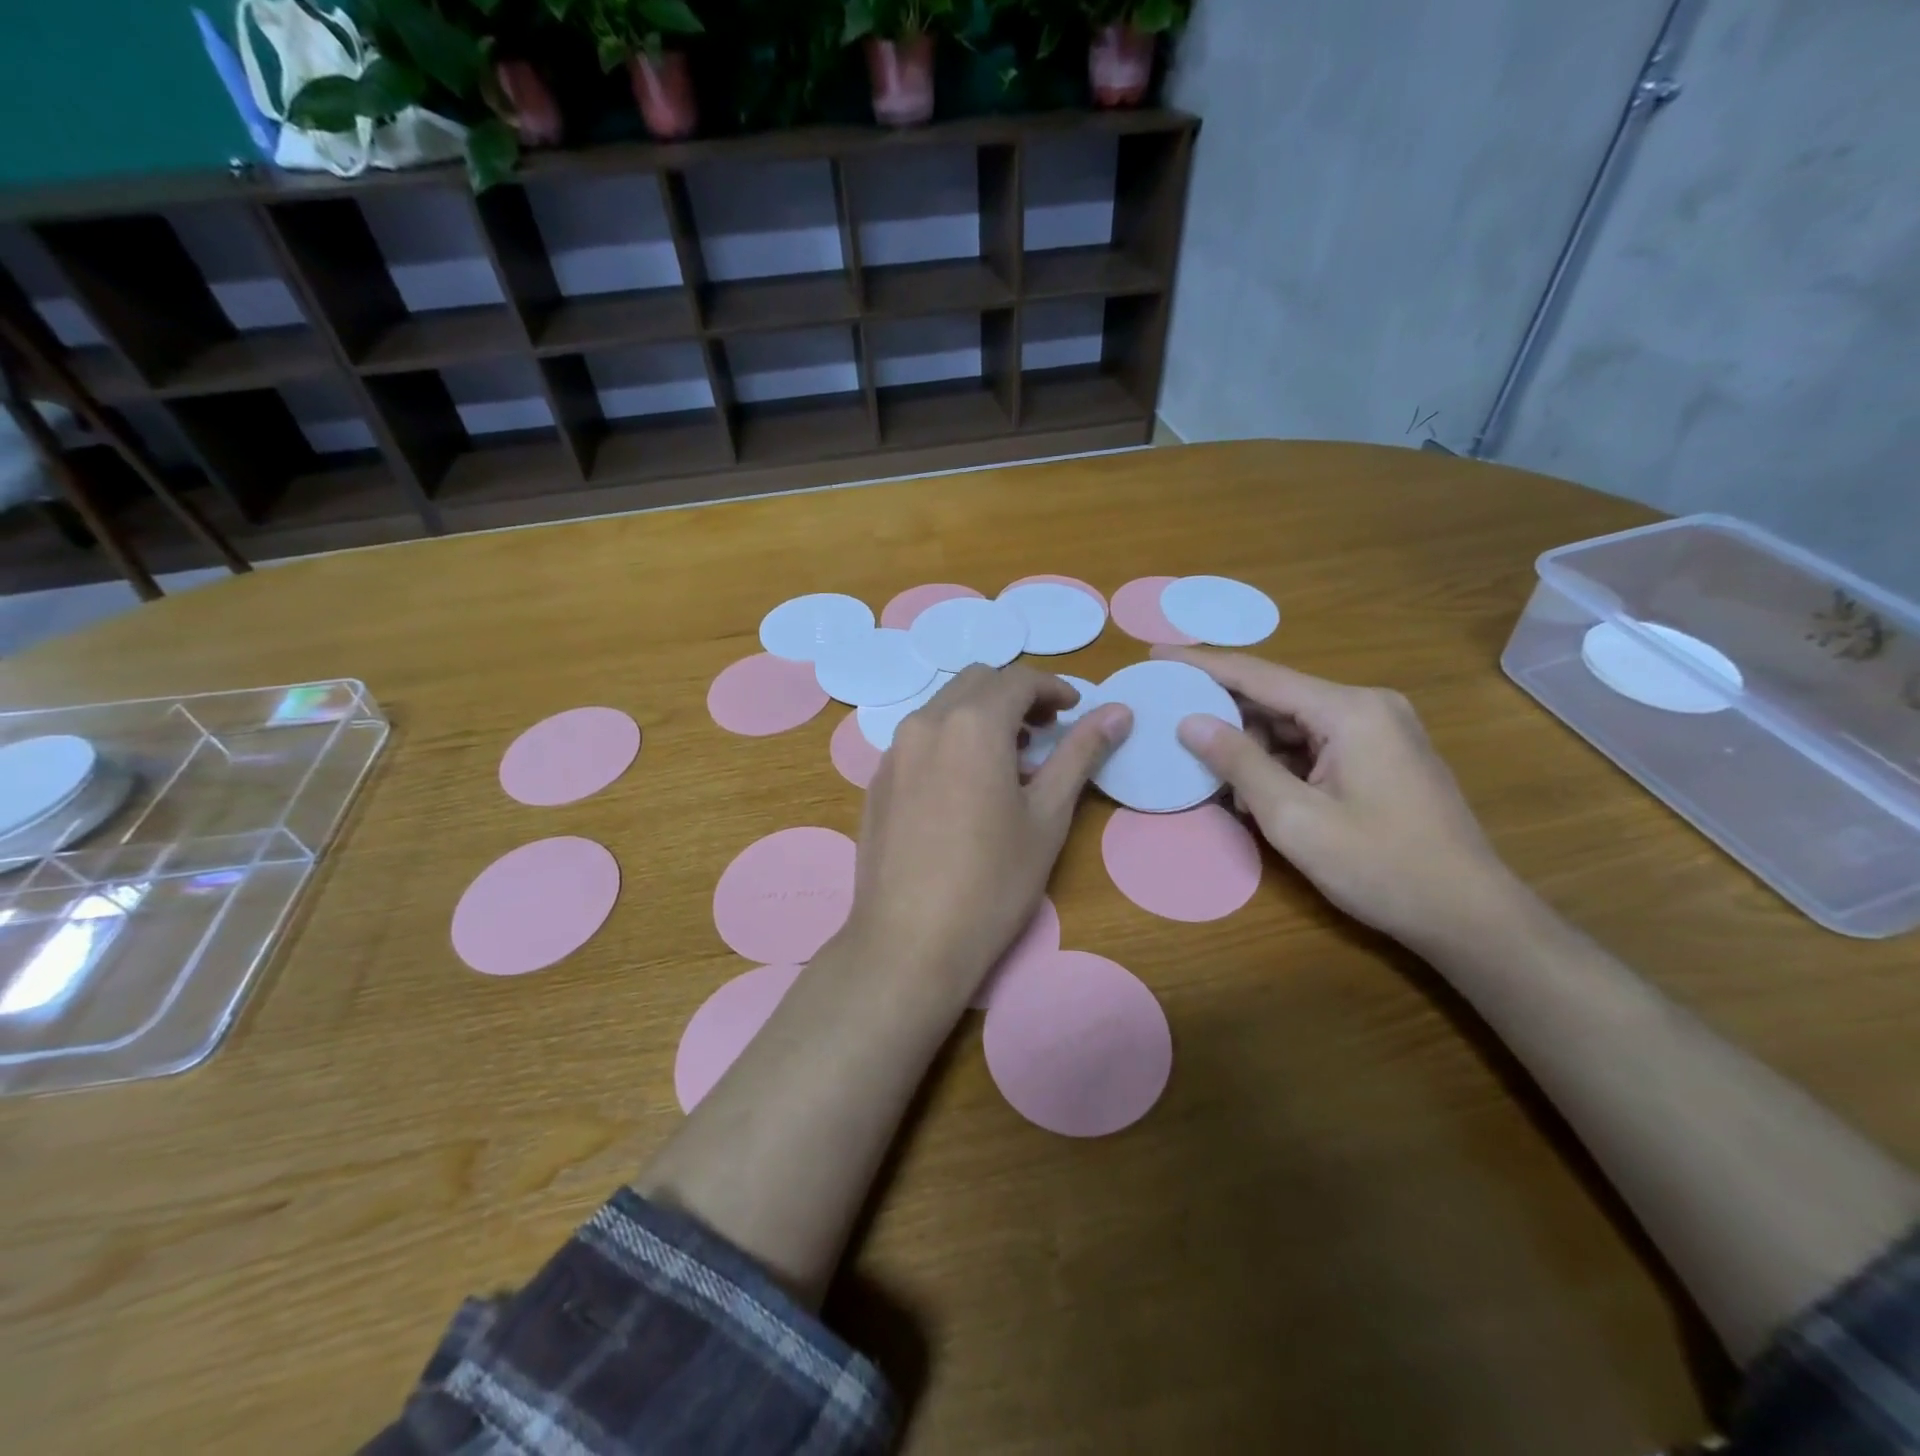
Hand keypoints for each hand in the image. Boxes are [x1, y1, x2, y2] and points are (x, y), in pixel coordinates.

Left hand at [845, 665, 1131, 1002]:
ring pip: (943, 708)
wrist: (909, 941)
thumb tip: (1118, 712)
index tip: (1075, 711)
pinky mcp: (878, 781)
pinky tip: (965, 787)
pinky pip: (919, 739)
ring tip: (1009, 760)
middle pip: (976, 683)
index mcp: (971, 723)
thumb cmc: (992, 881)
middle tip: (1045, 732)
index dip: (1054, 688)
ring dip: (980, 716)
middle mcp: (925, 723)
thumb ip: (1080, 754)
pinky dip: (950, 740)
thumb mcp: (1047, 816)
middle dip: (1015, 696)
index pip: (1018, 679)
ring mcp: (893, 752)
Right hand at [1157, 646, 1521, 951]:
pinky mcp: (1382, 755)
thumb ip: (1239, 763)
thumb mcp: (1295, 818)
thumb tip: (1190, 722)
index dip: (1202, 664)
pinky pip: (1314, 743)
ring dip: (1251, 746)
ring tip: (1215, 780)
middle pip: (1276, 696)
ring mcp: (1380, 729)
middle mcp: (1367, 706)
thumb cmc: (1381, 867)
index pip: (1258, 675)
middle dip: (1224, 712)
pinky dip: (1279, 761)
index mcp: (1350, 710)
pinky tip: (1255, 791)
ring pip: (1293, 722)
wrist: (1469, 915)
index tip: (1155, 654)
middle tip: (1172, 725)